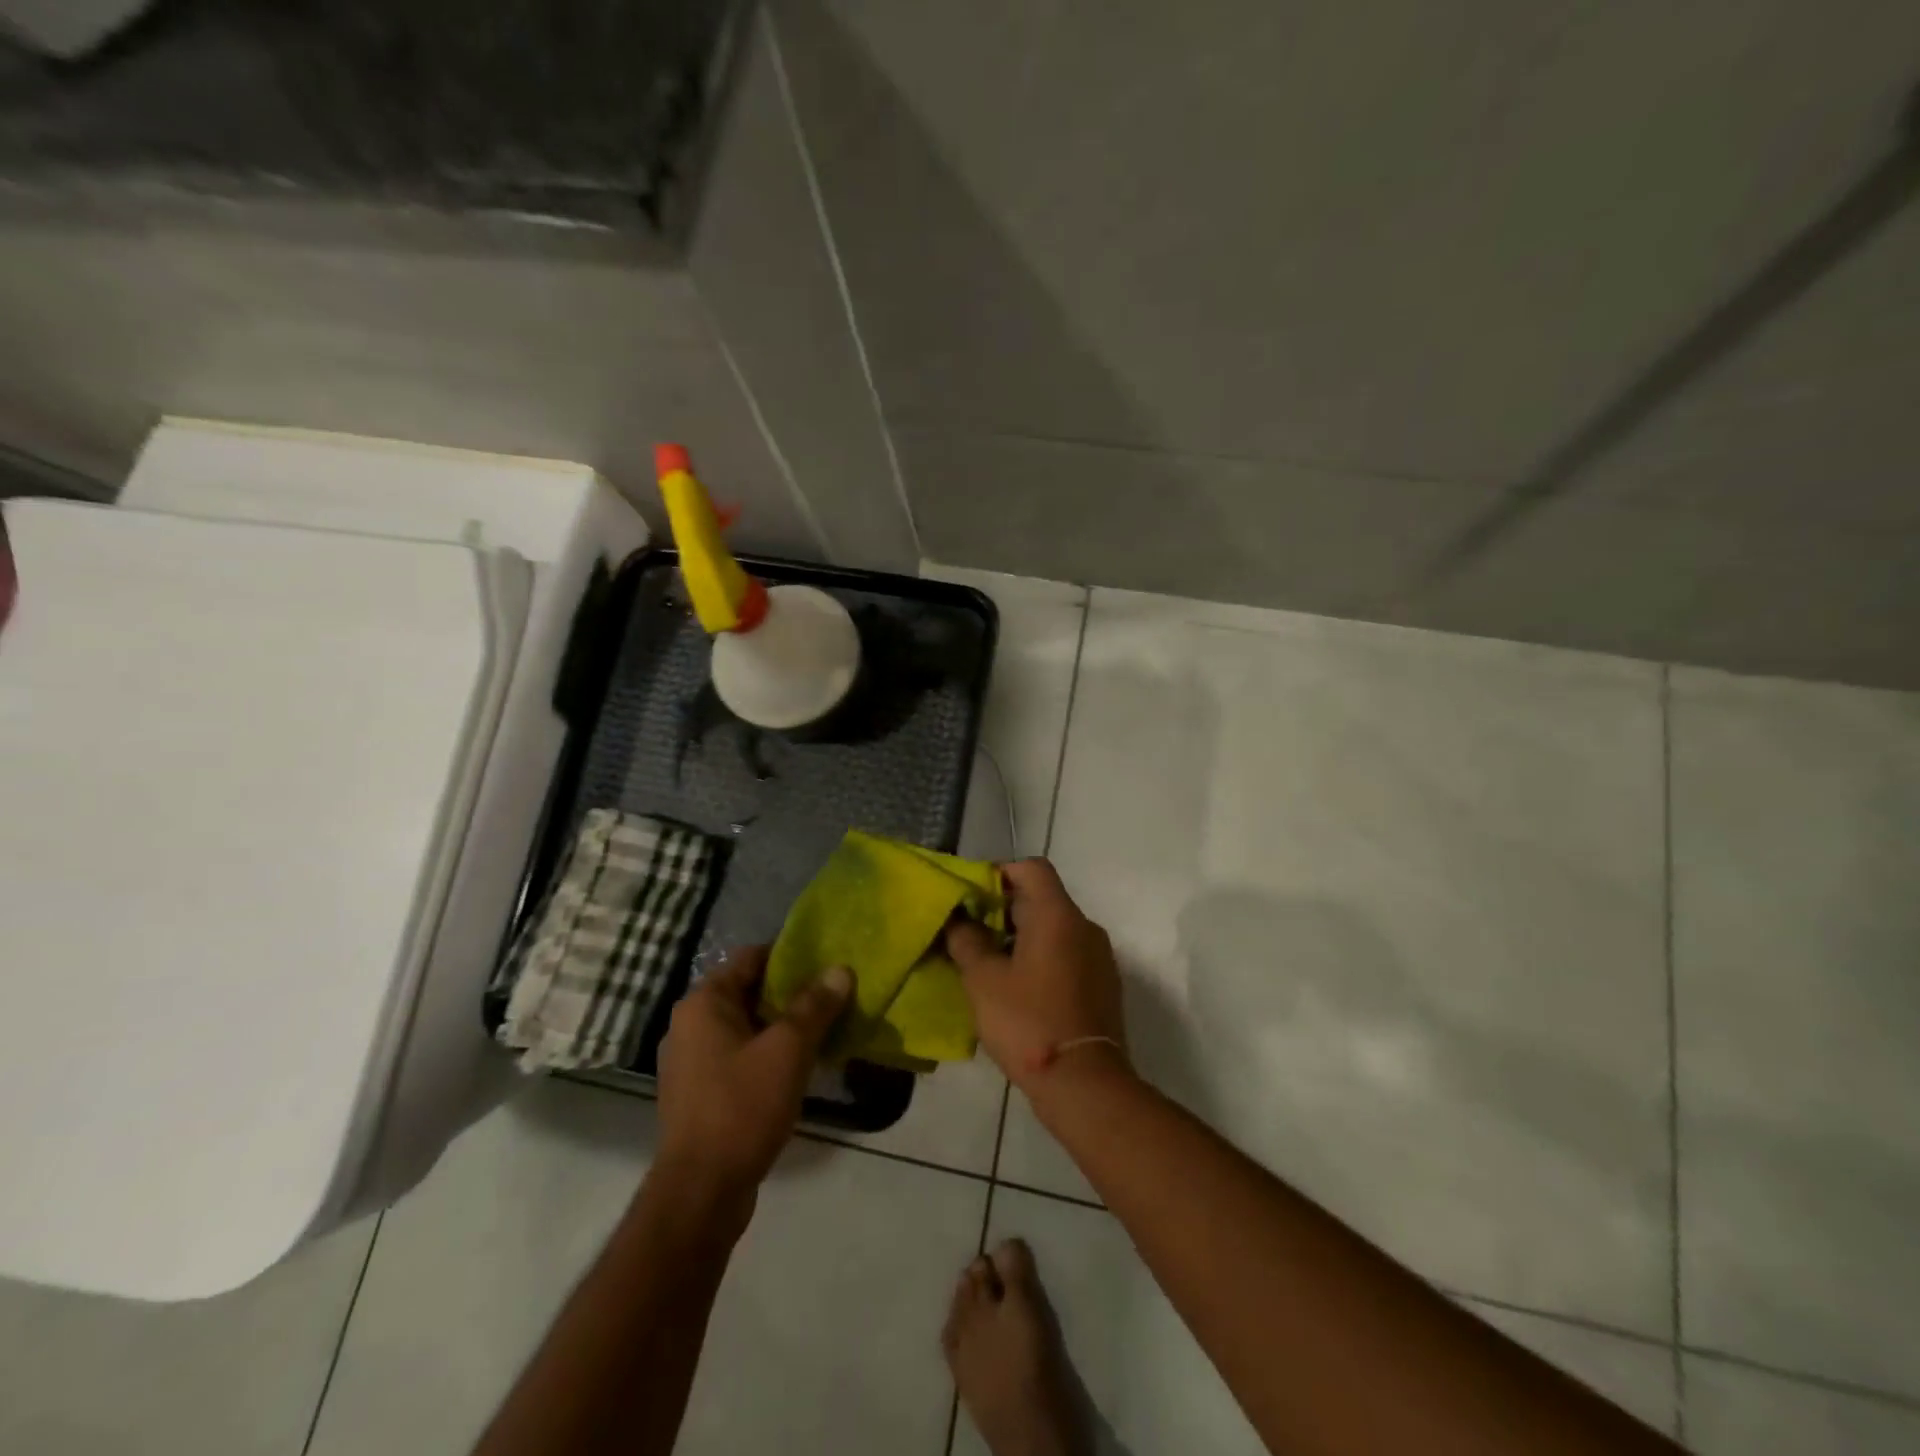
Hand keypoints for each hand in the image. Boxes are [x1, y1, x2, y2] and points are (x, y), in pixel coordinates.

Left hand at [655, 947, 851, 1203]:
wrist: (701, 1192)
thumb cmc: (741, 1107)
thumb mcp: (788, 1050)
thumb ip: (815, 1007)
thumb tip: (840, 969)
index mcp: (704, 1003)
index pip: (751, 957)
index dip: (791, 954)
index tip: (827, 960)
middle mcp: (690, 1024)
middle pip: (749, 991)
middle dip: (792, 993)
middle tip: (834, 994)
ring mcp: (691, 1062)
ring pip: (746, 1027)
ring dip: (782, 1026)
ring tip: (825, 1028)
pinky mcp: (699, 1093)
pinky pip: (739, 1056)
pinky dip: (767, 1054)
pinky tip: (800, 1066)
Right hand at [945, 859, 1129, 1093]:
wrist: (1085, 1083)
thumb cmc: (1029, 1022)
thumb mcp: (983, 980)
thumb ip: (967, 941)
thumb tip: (958, 920)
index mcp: (1058, 915)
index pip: (1032, 868)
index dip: (1000, 872)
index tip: (973, 896)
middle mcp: (1084, 927)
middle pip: (1043, 898)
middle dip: (1005, 910)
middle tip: (971, 933)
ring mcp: (1099, 957)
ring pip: (1055, 929)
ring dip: (1022, 937)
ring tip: (989, 963)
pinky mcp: (1103, 985)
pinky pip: (1068, 955)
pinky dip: (1042, 959)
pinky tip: (1018, 989)